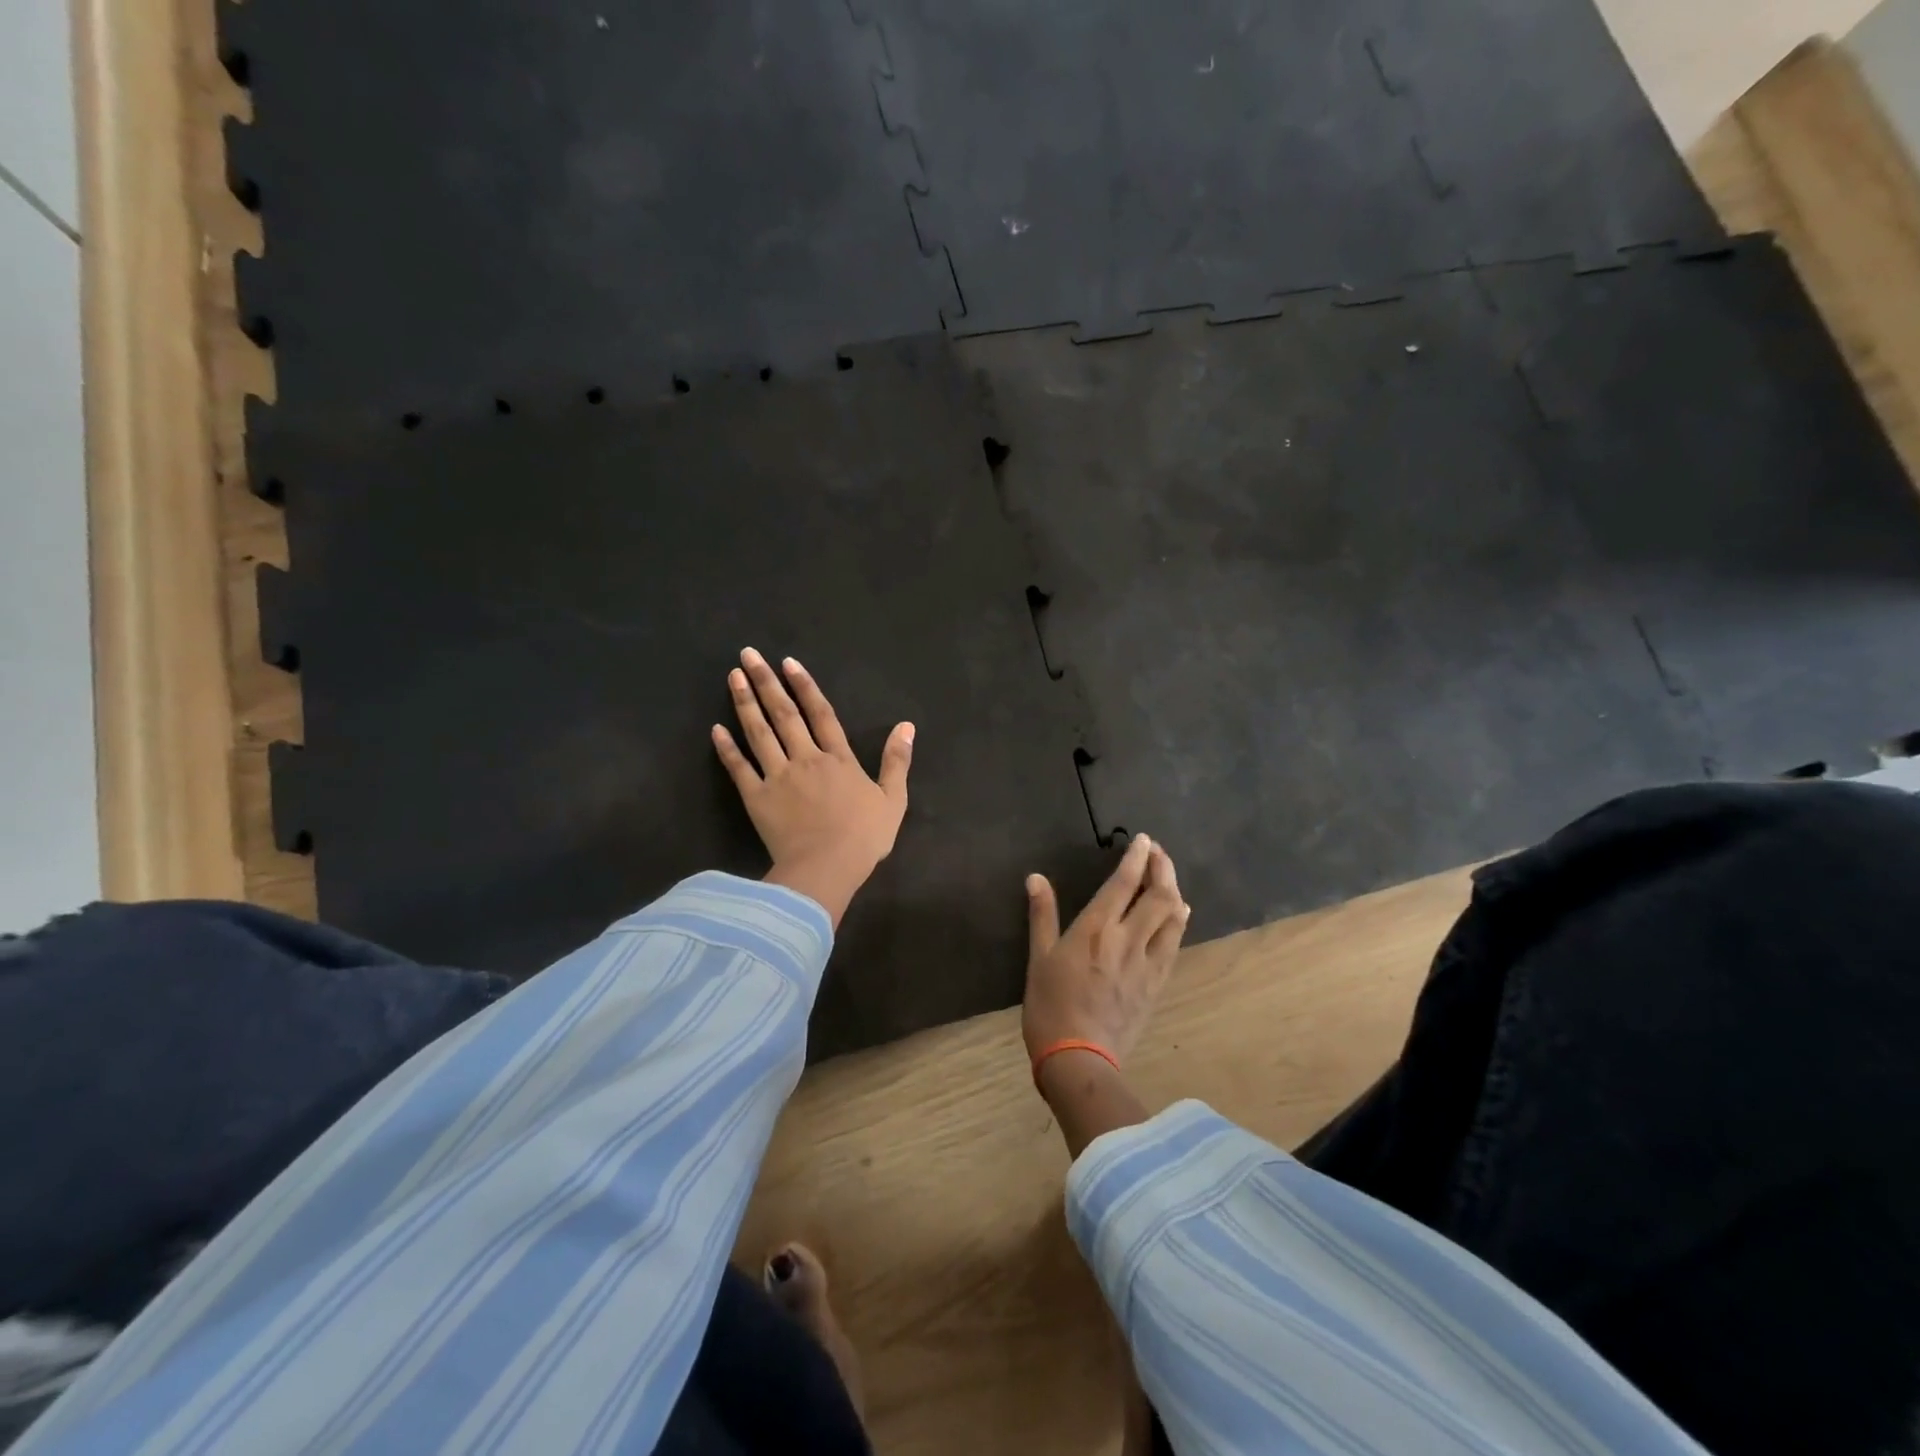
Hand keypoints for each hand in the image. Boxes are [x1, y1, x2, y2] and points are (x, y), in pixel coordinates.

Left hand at [712, 647, 913, 925]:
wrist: (827, 868)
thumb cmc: (864, 838)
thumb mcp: (893, 800)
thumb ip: (896, 761)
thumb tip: (906, 726)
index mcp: (838, 759)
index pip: (821, 714)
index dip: (805, 686)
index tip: (788, 663)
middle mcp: (806, 759)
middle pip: (784, 714)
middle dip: (766, 682)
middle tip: (748, 654)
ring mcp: (778, 777)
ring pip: (759, 733)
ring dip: (745, 703)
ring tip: (732, 676)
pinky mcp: (757, 799)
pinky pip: (739, 769)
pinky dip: (727, 749)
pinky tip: (715, 729)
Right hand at [1023, 834, 1188, 1064]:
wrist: (1078, 1057)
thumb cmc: (1050, 1005)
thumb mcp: (1038, 957)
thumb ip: (1042, 915)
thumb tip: (1035, 878)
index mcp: (1095, 929)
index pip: (1123, 883)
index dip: (1136, 857)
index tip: (1142, 839)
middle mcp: (1126, 939)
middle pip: (1157, 894)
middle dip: (1162, 867)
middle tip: (1157, 852)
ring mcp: (1146, 962)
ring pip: (1173, 917)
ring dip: (1174, 890)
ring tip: (1167, 877)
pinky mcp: (1157, 983)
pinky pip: (1175, 943)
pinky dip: (1179, 920)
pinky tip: (1178, 913)